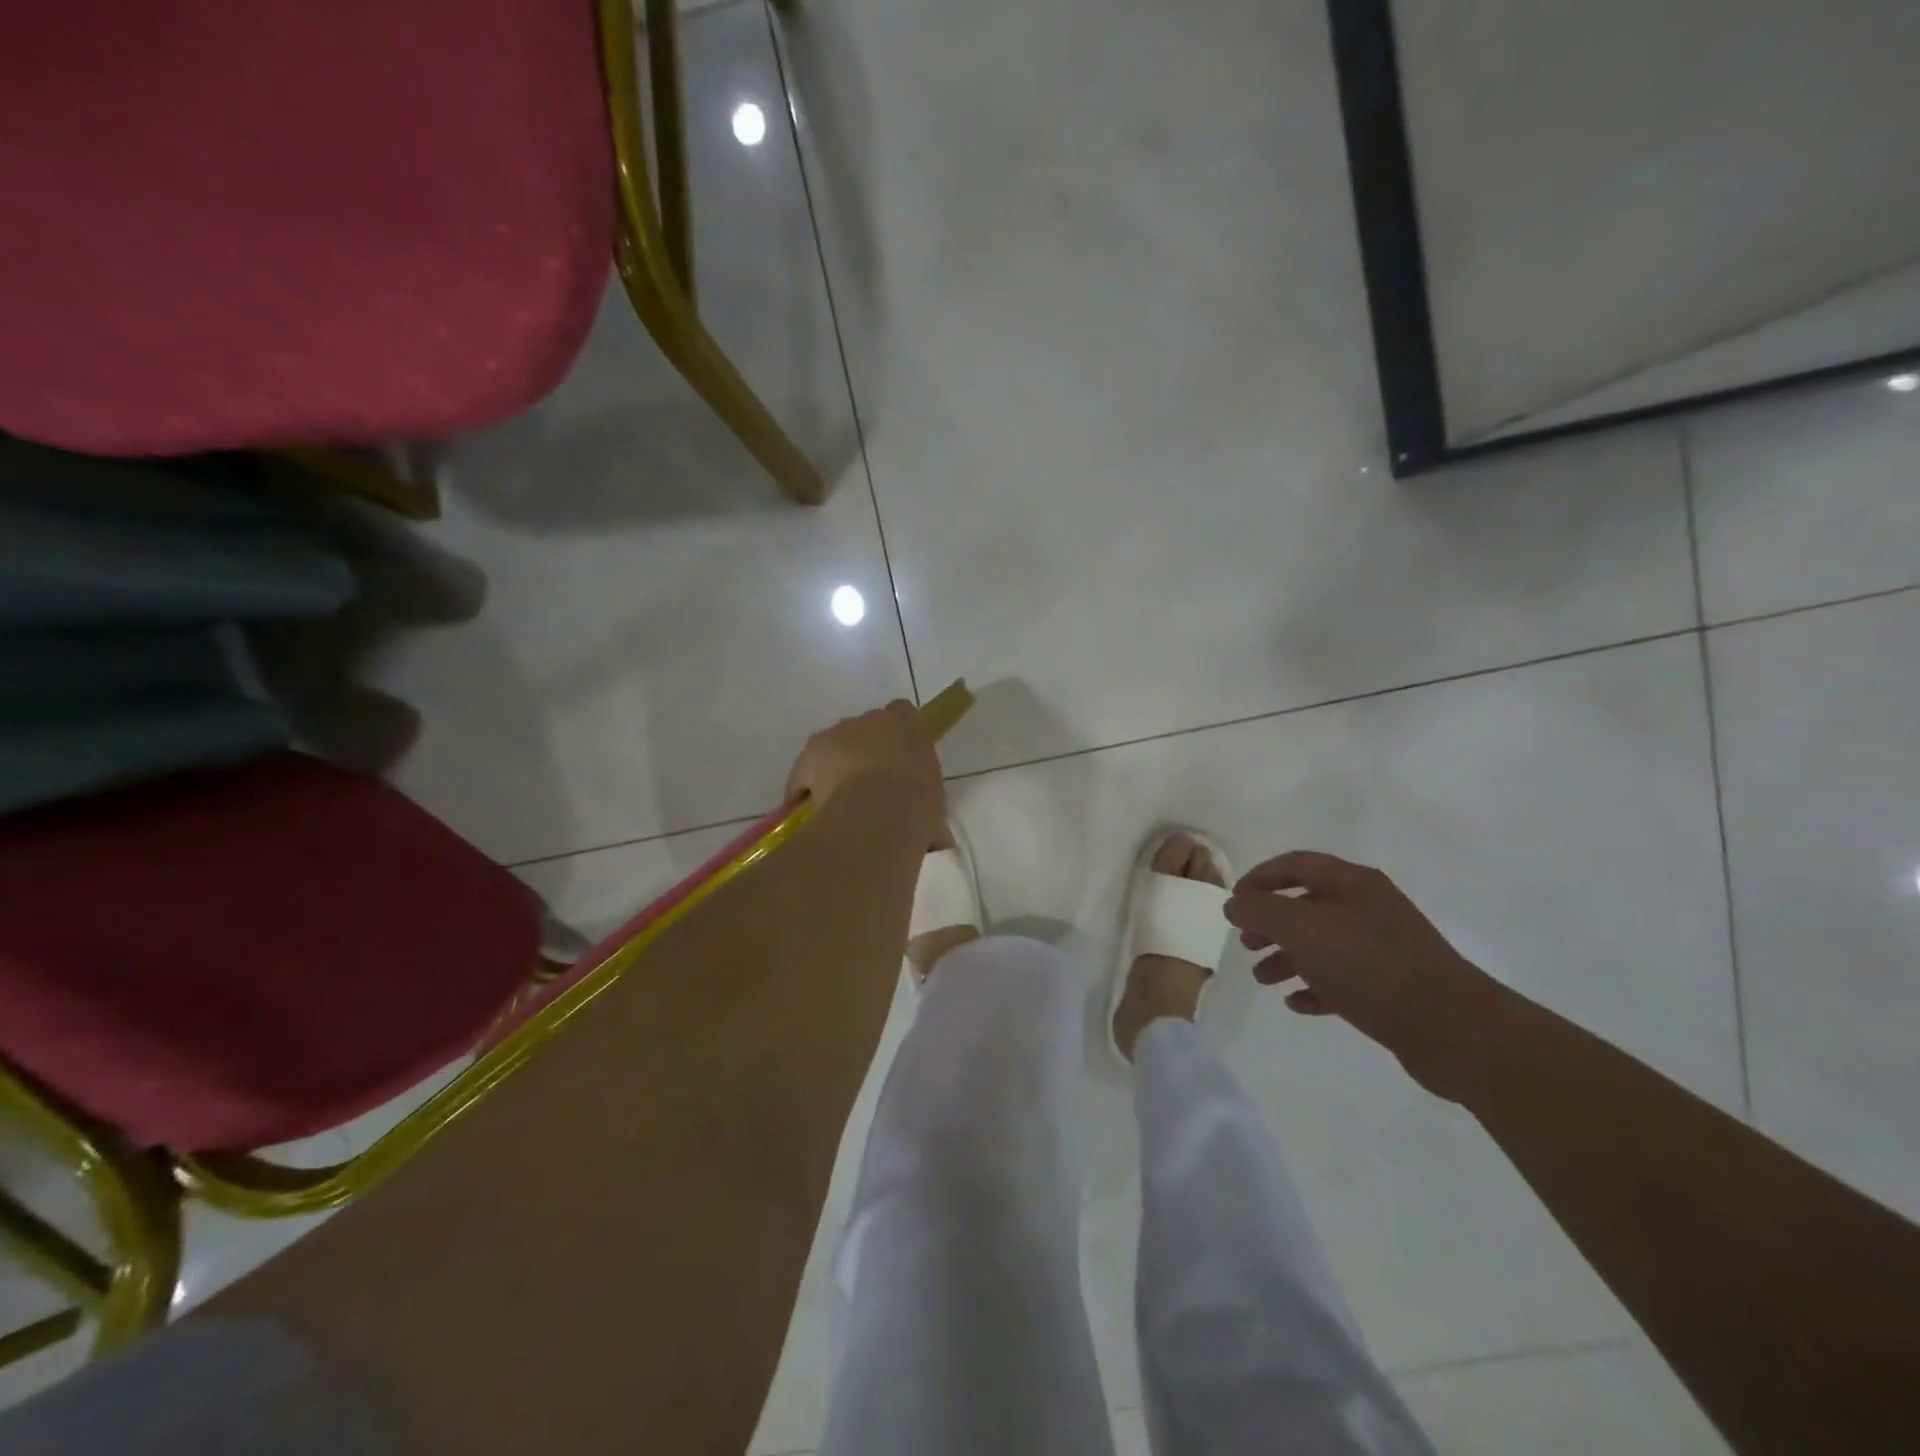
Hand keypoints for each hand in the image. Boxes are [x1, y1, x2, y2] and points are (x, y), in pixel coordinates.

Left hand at [784, 700, 944, 835]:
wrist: (880, 812)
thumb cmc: (919, 806)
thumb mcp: (935, 811)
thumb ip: (930, 815)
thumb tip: (935, 840)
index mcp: (909, 724)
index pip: (903, 715)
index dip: (899, 739)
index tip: (900, 764)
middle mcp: (872, 719)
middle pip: (866, 730)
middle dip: (866, 753)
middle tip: (872, 789)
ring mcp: (838, 732)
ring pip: (834, 747)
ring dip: (836, 768)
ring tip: (841, 805)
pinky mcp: (810, 753)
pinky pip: (807, 773)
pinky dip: (807, 790)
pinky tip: (814, 815)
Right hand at [1223, 851, 1502, 1095]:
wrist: (1451, 1029)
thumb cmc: (1369, 965)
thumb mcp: (1302, 929)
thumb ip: (1261, 910)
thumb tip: (1234, 903)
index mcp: (1352, 883)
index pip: (1295, 864)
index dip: (1260, 877)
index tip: (1234, 902)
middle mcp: (1368, 908)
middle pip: (1306, 904)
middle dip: (1270, 922)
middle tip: (1245, 943)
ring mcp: (1382, 948)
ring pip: (1321, 944)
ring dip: (1287, 957)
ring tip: (1263, 978)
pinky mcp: (1391, 987)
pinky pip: (1341, 979)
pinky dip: (1314, 987)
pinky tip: (1297, 1003)